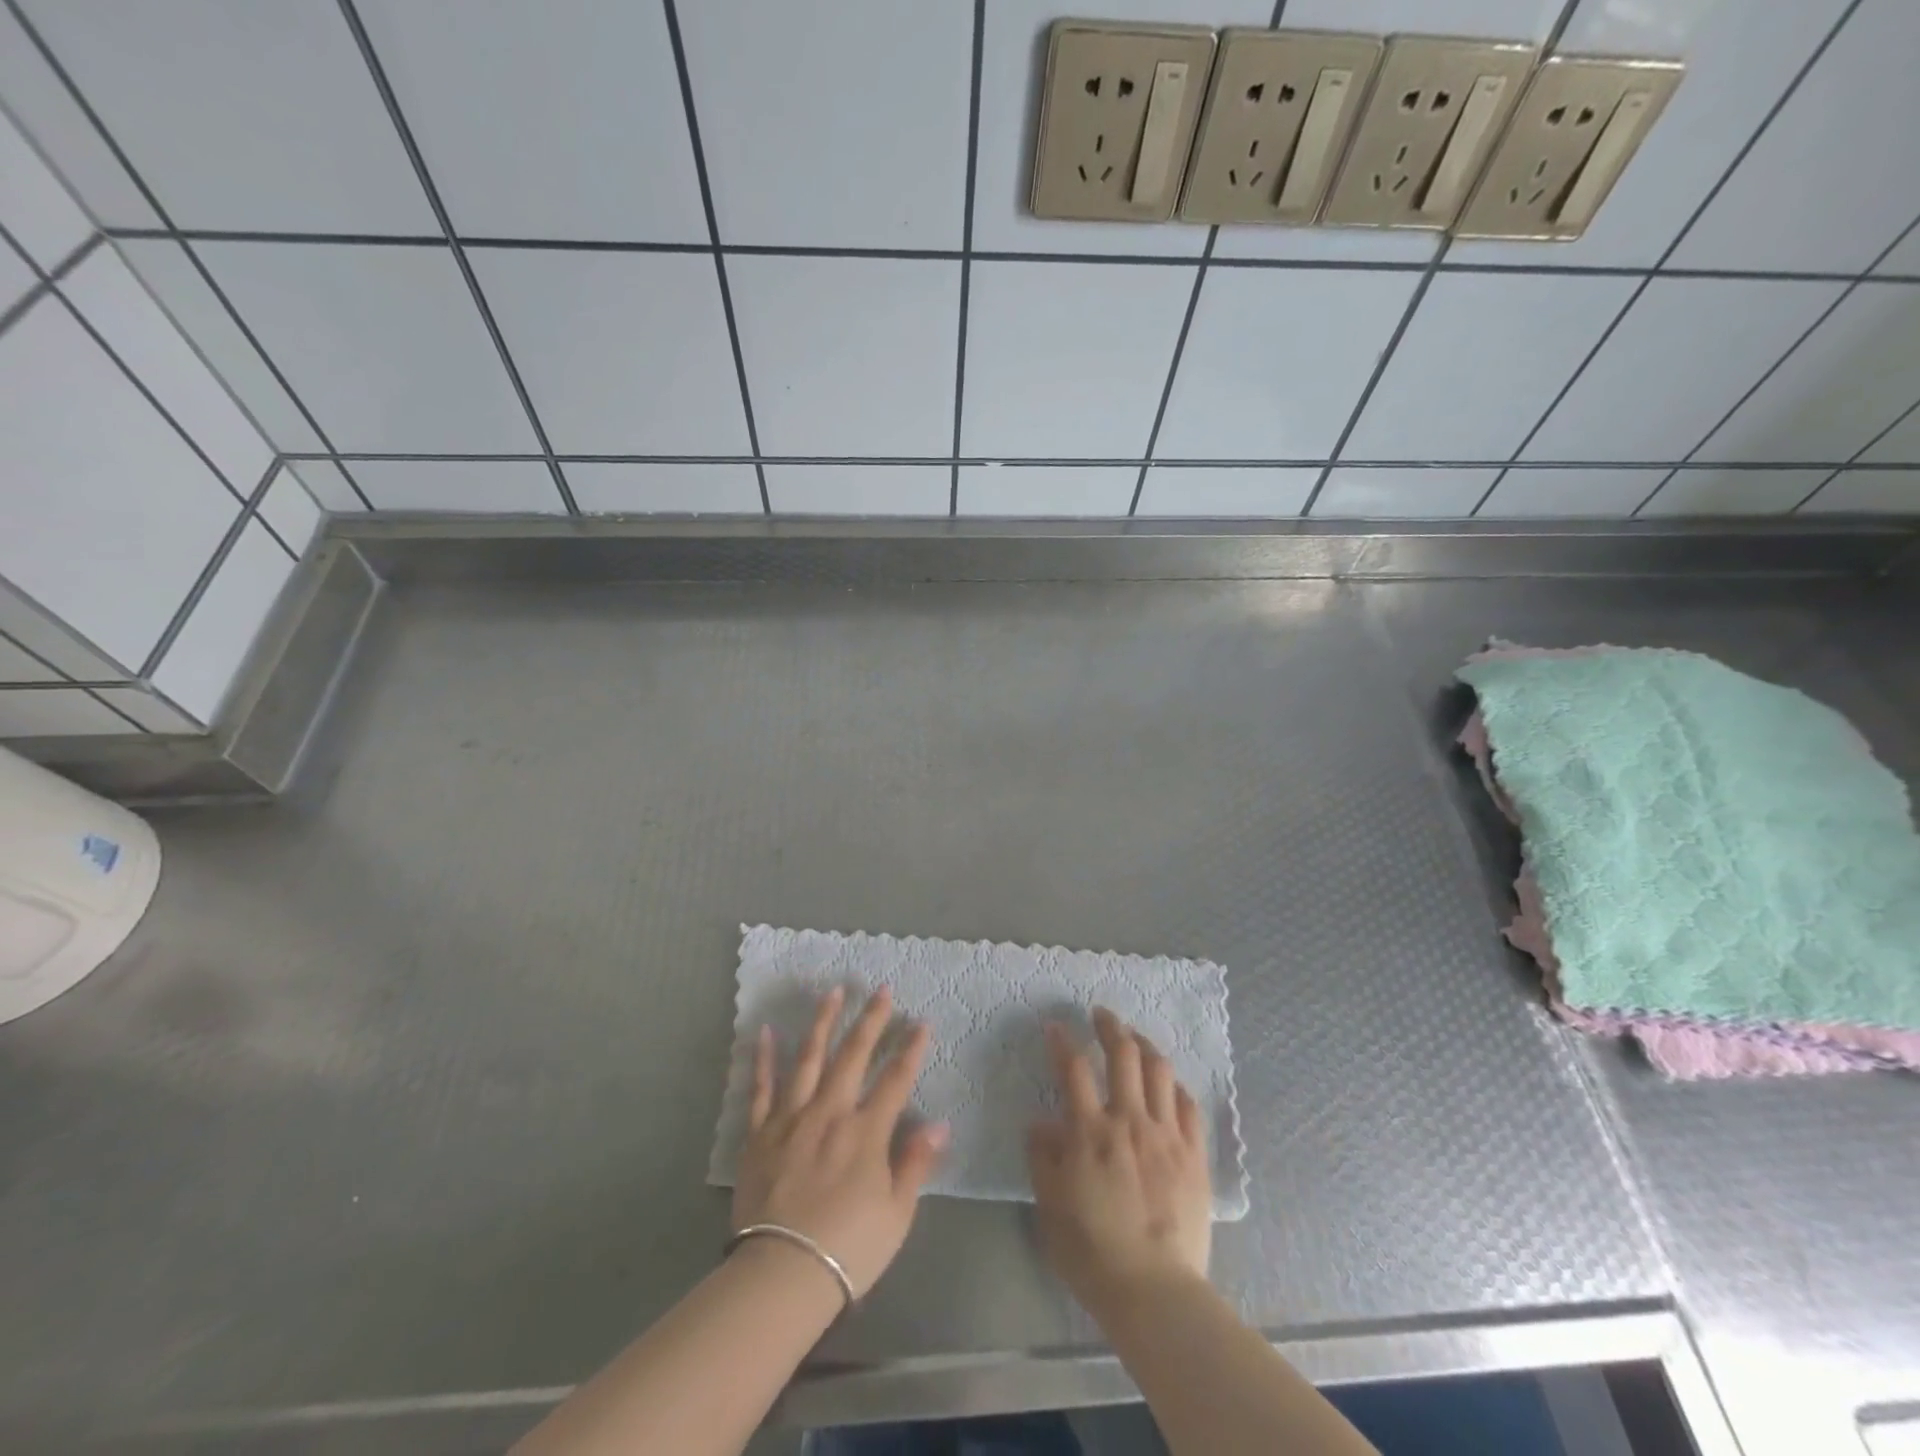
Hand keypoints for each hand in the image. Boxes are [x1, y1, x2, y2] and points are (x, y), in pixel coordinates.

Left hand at [732, 987, 947, 1298]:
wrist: (781, 1275)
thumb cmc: (847, 1249)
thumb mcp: (896, 1214)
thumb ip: (915, 1163)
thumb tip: (939, 1123)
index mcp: (865, 1132)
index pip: (895, 1080)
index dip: (910, 1049)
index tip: (920, 1022)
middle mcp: (830, 1112)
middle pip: (853, 1055)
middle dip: (870, 1019)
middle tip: (881, 989)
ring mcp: (792, 1118)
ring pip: (809, 1058)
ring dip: (823, 1022)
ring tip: (833, 992)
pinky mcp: (760, 1133)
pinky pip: (761, 1088)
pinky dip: (763, 1058)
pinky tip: (766, 1031)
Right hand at [1027, 1007, 1212, 1320]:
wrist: (1155, 1292)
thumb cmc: (1093, 1252)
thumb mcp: (1050, 1207)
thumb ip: (1043, 1158)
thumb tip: (1039, 1122)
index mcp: (1091, 1132)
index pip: (1073, 1069)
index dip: (1062, 1041)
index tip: (1055, 1025)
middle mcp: (1130, 1121)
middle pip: (1123, 1054)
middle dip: (1110, 1026)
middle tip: (1100, 1013)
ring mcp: (1167, 1135)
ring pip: (1160, 1071)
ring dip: (1144, 1045)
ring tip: (1134, 1037)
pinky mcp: (1194, 1155)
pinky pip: (1189, 1105)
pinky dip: (1175, 1085)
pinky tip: (1168, 1083)